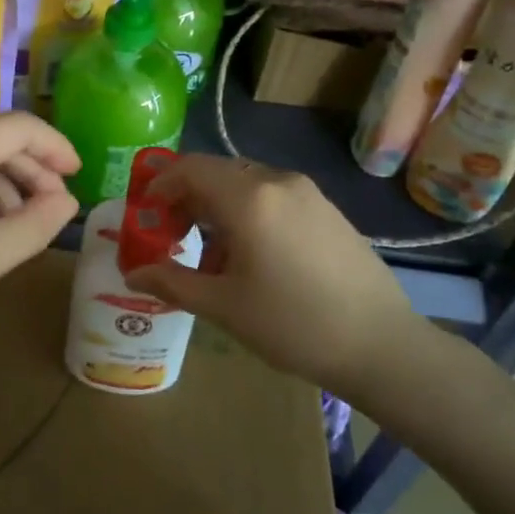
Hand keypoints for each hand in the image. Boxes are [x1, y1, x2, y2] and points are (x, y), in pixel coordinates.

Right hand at [123, 154, 435, 401]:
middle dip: (187, 198)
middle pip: (218, 173)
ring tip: (212, 255)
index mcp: (248, 198)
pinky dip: (249, 212)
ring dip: (218, 207)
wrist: (381, 344)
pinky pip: (274, 197)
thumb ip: (172, 281)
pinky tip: (253, 256)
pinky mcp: (328, 210)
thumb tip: (133, 273)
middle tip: (171, 235)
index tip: (146, 214)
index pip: (190, 168)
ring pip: (246, 185)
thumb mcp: (223, 306)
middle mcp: (277, 182)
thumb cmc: (293, 324)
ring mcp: (308, 193)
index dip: (161, 185)